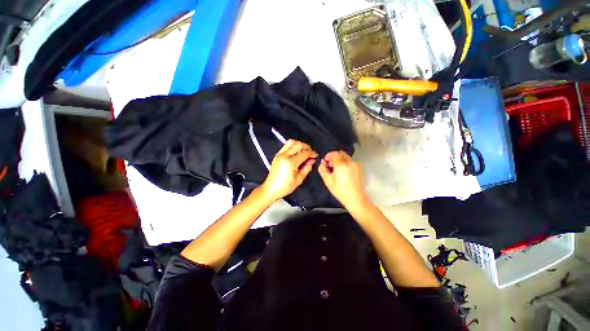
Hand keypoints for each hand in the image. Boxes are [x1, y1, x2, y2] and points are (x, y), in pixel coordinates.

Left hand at [261, 140, 317, 201]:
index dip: (311, 153)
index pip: (303, 153)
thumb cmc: (285, 186)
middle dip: (306, 147)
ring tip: (304, 151)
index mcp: (290, 162)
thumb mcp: (299, 179)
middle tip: (310, 153)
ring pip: (291, 142)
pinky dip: (293, 146)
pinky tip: (297, 152)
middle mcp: (284, 155)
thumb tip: (312, 160)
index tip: (315, 155)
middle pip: (297, 144)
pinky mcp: (277, 155)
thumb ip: (307, 168)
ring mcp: (279, 154)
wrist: (270, 189)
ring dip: (299, 144)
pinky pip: (286, 146)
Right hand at [318, 151, 367, 209]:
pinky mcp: (360, 168)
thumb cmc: (340, 190)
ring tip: (337, 170)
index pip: (334, 153)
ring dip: (340, 160)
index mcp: (341, 164)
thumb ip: (322, 169)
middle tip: (330, 166)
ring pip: (346, 157)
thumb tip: (322, 162)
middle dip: (334, 157)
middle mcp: (350, 161)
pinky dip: (345, 163)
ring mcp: (356, 164)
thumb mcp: (327, 180)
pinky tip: (343, 173)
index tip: (326, 162)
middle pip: (341, 153)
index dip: (328, 156)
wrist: (356, 198)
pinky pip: (350, 162)